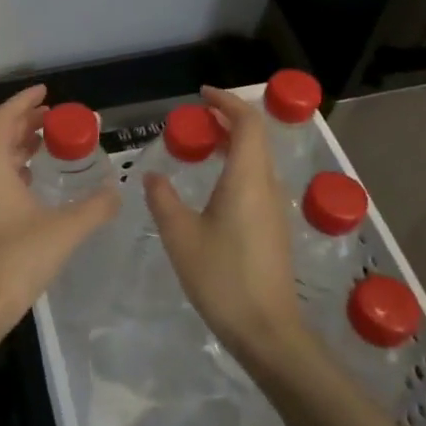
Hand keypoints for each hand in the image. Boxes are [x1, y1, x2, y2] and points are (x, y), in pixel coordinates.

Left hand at [0, 84, 120, 343]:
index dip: (24, 100)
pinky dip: (10, 169)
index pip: (3, 118)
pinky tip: (30, 183)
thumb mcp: (63, 231)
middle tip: (53, 117)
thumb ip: (94, 208)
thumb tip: (117, 192)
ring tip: (46, 144)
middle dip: (24, 122)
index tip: (46, 91)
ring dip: (17, 146)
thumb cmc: (15, 260)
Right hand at [143, 86, 310, 368]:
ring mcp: (274, 209)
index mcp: (247, 179)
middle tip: (194, 120)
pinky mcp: (273, 228)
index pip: (247, 123)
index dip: (227, 102)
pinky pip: (256, 181)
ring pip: (257, 160)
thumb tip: (152, 176)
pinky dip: (235, 167)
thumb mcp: (180, 236)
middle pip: (255, 138)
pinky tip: (211, 186)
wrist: (266, 331)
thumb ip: (163, 199)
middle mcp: (266, 186)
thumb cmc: (222, 278)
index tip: (201, 95)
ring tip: (200, 147)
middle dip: (227, 120)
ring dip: (232, 144)